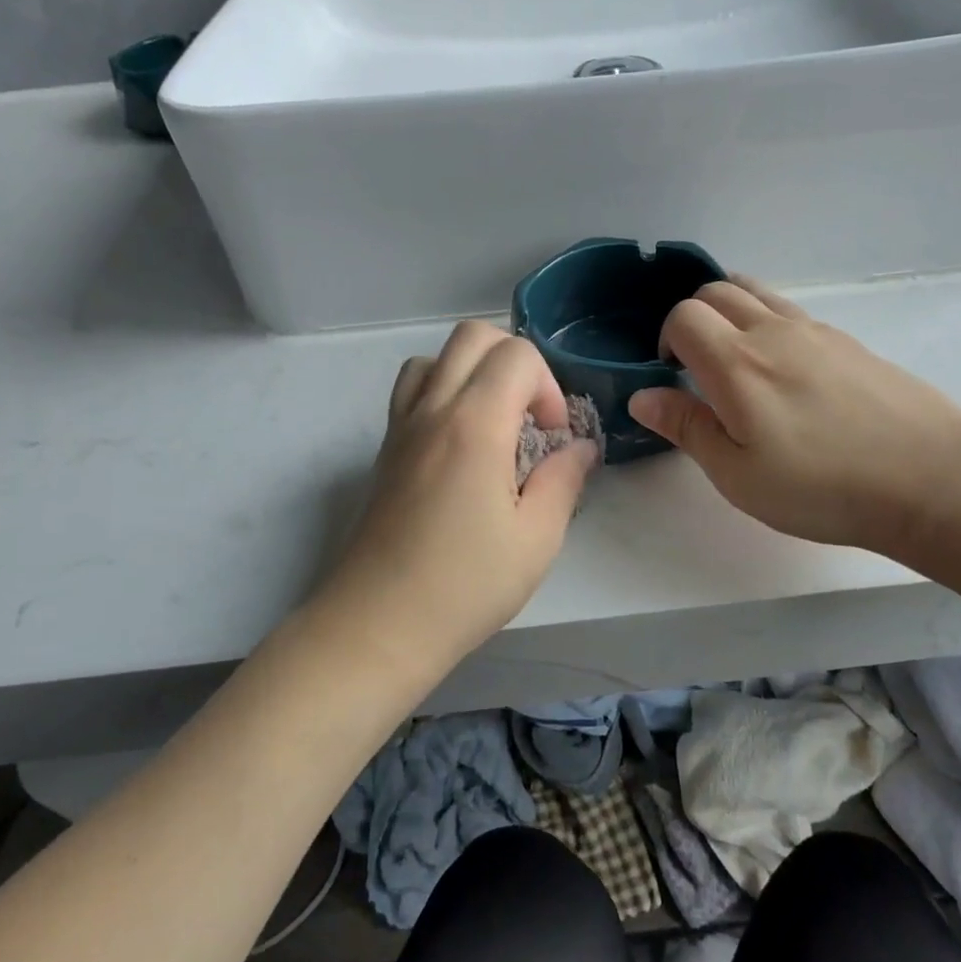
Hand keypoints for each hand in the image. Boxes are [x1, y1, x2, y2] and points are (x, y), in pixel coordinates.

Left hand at [320, 322, 597, 664]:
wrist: (379, 624)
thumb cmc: (465, 585)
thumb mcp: (537, 538)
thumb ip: (564, 479)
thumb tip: (581, 447)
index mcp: (474, 425)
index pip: (516, 355)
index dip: (548, 386)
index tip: (553, 436)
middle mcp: (432, 410)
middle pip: (473, 337)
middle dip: (515, 362)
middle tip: (530, 418)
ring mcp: (401, 427)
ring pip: (435, 357)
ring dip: (474, 373)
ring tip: (494, 424)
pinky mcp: (385, 450)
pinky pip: (412, 389)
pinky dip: (442, 391)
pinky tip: (460, 445)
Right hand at [628, 277, 960, 563]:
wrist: (931, 478)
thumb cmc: (822, 487)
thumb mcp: (739, 475)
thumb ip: (687, 428)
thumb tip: (642, 396)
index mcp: (737, 363)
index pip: (683, 316)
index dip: (667, 340)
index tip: (674, 376)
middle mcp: (773, 331)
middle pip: (717, 290)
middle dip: (694, 318)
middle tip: (699, 367)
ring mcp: (817, 331)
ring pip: (757, 292)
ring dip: (732, 312)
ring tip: (738, 362)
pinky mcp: (849, 342)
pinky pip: (792, 312)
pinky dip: (769, 323)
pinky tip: (787, 374)